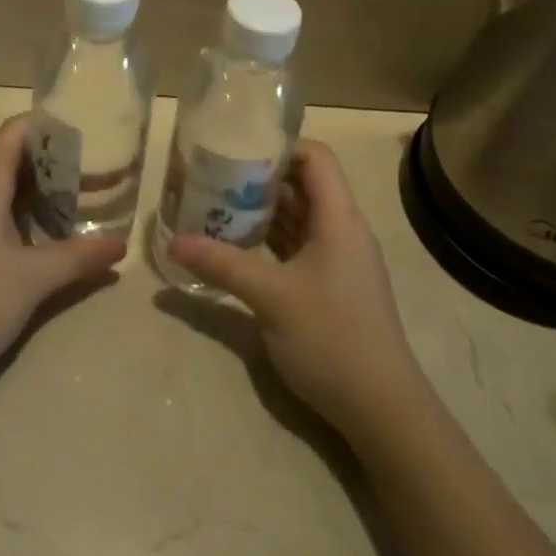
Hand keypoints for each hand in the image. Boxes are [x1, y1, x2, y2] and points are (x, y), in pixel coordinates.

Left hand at [0, 116, 125, 397]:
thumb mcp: (32, 280)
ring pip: (1, 188)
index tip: (90, 139)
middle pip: (12, 157)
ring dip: (39, 193)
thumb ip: (79, 257)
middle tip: (97, 177)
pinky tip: (42, 241)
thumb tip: (122, 243)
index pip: (17, 131)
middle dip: (55, 165)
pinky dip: (19, 214)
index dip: (53, 128)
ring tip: (80, 208)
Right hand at [167, 140, 427, 439]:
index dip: (280, 146)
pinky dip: (271, 240)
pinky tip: (238, 247)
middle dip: (260, 179)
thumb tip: (173, 241)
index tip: (237, 148)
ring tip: (217, 206)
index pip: (316, 158)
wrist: (381, 409)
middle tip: (214, 177)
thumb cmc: (331, 337)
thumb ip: (221, 264)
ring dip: (263, 211)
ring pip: (300, 218)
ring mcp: (339, 259)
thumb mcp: (270, 297)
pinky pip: (299, 246)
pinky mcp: (332, 285)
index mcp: (339, 218)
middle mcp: (343, 230)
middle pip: (304, 185)